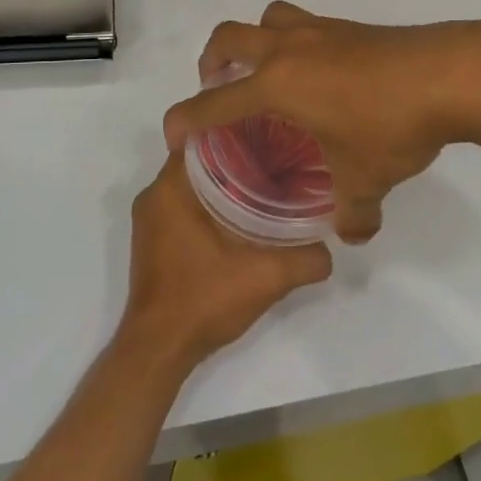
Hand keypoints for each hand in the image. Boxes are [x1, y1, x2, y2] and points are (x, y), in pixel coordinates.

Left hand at [120, 154, 331, 370]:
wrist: (159, 350)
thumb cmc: (203, 301)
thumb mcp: (266, 278)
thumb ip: (305, 259)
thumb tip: (330, 247)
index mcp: (170, 188)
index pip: (203, 136)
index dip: (237, 130)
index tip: (270, 133)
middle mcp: (154, 195)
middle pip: (199, 158)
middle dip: (235, 155)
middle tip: (276, 157)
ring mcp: (150, 219)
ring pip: (191, 183)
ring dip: (222, 181)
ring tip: (264, 182)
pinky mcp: (152, 240)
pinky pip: (183, 204)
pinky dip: (209, 201)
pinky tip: (240, 215)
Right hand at [162, 2, 480, 244]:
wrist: (448, 74)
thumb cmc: (391, 125)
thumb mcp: (366, 179)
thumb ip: (353, 213)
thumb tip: (353, 233)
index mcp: (276, 86)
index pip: (213, 103)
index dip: (185, 120)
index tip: (174, 135)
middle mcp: (288, 49)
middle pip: (227, 37)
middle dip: (211, 62)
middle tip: (220, 88)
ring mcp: (319, 30)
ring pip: (267, 18)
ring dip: (254, 40)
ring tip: (267, 72)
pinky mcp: (349, 26)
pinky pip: (305, 24)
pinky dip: (296, 43)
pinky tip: (321, 75)